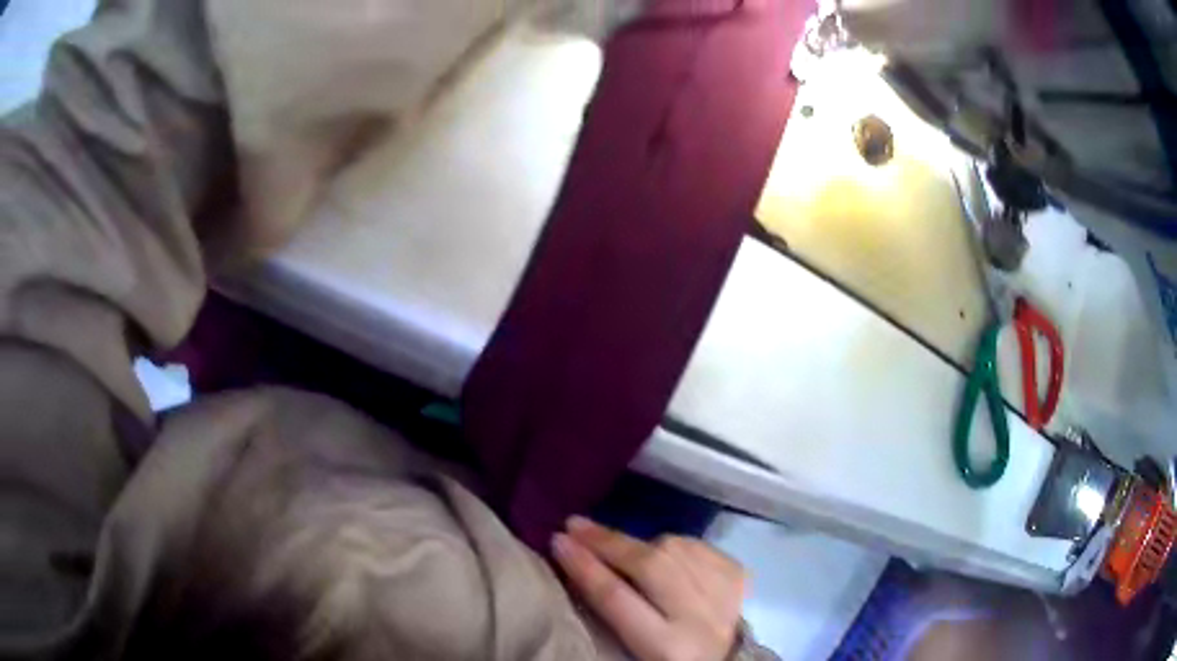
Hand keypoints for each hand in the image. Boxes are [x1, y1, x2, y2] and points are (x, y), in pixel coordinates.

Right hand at [552, 516, 746, 660]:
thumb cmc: (666, 659)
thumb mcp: (634, 648)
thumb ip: (612, 611)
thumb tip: (579, 565)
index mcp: (667, 647)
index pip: (617, 599)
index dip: (584, 567)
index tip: (557, 541)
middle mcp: (699, 618)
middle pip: (651, 567)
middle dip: (607, 542)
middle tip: (575, 525)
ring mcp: (724, 593)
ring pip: (675, 549)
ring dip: (638, 542)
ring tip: (613, 541)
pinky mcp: (738, 576)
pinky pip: (698, 545)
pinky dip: (673, 544)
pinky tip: (658, 550)